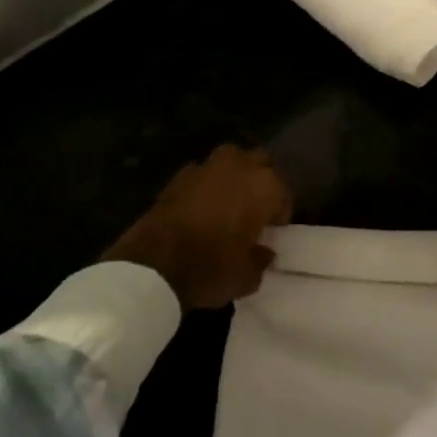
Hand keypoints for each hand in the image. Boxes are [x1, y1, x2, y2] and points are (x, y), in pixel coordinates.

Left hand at [103, 144, 292, 310]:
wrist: (152, 266)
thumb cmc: (212, 268)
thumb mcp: (248, 276)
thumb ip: (261, 258)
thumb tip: (263, 251)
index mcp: (264, 186)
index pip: (283, 192)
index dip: (280, 213)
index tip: (272, 231)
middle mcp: (238, 167)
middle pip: (259, 162)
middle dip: (260, 180)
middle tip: (255, 209)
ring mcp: (205, 167)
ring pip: (230, 160)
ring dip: (233, 176)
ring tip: (229, 203)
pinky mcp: (177, 176)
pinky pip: (202, 173)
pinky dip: (205, 185)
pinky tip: (200, 208)